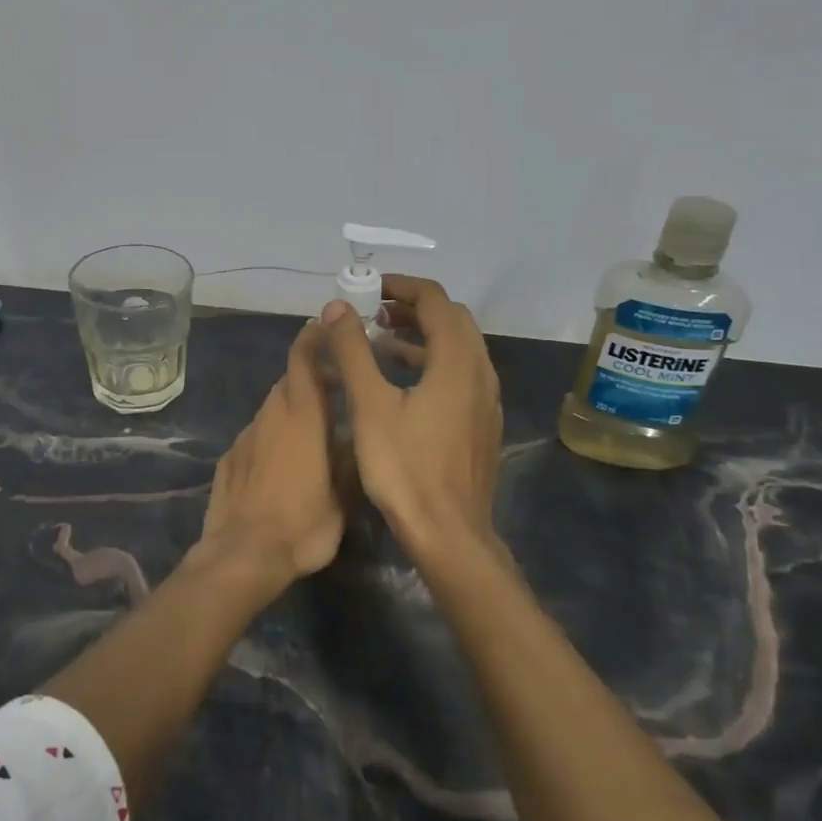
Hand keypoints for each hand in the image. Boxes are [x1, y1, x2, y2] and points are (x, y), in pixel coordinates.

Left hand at [197, 319, 343, 587]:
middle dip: (310, 378)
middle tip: (335, 391)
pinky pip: (256, 435)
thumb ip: (349, 458)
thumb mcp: (343, 496)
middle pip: (289, 382)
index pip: (303, 361)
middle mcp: (270, 417)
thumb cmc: (302, 525)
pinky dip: (271, 436)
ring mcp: (246, 436)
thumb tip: (355, 437)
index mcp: (302, 417)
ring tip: (312, 430)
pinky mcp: (229, 458)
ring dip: (291, 409)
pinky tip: (281, 462)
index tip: (323, 326)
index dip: (312, 339)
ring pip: (271, 409)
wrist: (243, 554)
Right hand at [320, 276, 503, 562]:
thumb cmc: (405, 467)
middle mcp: (480, 372)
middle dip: (412, 308)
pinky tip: (403, 384)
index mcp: (456, 361)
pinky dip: (433, 361)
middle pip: (452, 319)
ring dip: (422, 335)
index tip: (369, 289)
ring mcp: (486, 399)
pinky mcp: (482, 422)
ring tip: (381, 342)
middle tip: (373, 313)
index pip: (435, 300)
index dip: (401, 286)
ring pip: (459, 347)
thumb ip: (352, 350)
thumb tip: (335, 307)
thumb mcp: (369, 405)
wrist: (449, 534)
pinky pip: (461, 373)